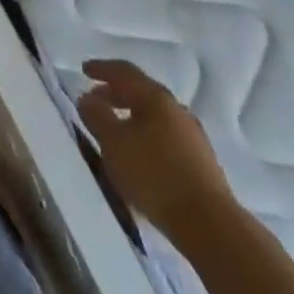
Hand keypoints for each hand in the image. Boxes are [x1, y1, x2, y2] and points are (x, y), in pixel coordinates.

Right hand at [79, 59, 232, 235]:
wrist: (209, 225)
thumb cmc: (154, 175)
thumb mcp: (114, 144)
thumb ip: (97, 117)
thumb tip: (87, 98)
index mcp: (155, 97)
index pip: (124, 72)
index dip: (102, 69)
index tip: (83, 69)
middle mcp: (176, 109)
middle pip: (141, 93)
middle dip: (116, 94)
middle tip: (96, 100)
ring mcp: (192, 136)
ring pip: (155, 117)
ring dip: (132, 117)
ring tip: (115, 131)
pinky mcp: (201, 163)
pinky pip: (166, 138)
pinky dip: (146, 137)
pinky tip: (139, 156)